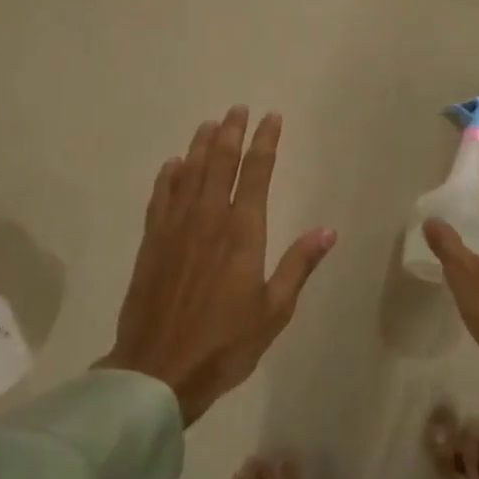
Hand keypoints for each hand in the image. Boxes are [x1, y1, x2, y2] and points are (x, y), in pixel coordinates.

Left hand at [99, 107, 335, 424]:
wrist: (158, 370)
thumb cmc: (226, 344)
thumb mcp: (274, 310)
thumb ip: (299, 265)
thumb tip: (328, 231)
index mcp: (242, 233)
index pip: (255, 174)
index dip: (264, 142)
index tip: (271, 117)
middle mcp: (207, 220)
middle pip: (219, 163)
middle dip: (231, 132)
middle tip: (238, 108)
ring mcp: (175, 229)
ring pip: (188, 174)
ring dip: (200, 145)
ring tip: (210, 124)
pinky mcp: (151, 243)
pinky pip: (160, 198)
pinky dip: (168, 176)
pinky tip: (173, 164)